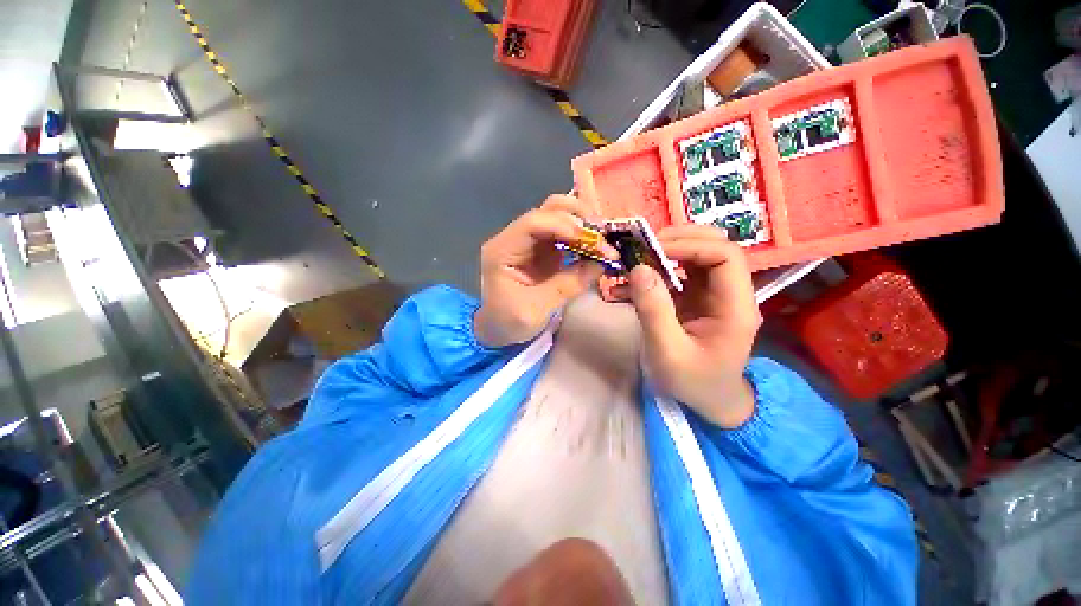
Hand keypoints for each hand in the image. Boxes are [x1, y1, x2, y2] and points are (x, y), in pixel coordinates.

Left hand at [475, 195, 618, 347]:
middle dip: (578, 219)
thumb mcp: (536, 310)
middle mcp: (515, 238)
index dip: (564, 225)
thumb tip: (600, 264)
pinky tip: (596, 247)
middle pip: (547, 210)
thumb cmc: (509, 322)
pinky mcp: (543, 249)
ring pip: (559, 216)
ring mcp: (530, 241)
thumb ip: (566, 286)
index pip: (533, 223)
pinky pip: (565, 233)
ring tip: (603, 241)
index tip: (591, 240)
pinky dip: (582, 237)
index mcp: (502, 250)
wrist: (499, 329)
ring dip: (584, 224)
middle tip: (603, 237)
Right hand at [623, 225, 761, 427]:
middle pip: (715, 246)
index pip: (726, 256)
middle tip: (643, 247)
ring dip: (665, 251)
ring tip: (635, 258)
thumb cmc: (693, 382)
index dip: (690, 245)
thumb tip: (638, 268)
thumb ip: (654, 311)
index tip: (653, 251)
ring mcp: (712, 294)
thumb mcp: (667, 352)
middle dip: (678, 240)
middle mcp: (729, 293)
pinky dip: (656, 269)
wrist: (708, 400)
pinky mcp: (696, 298)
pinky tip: (633, 279)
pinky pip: (679, 272)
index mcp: (735, 307)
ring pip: (696, 254)